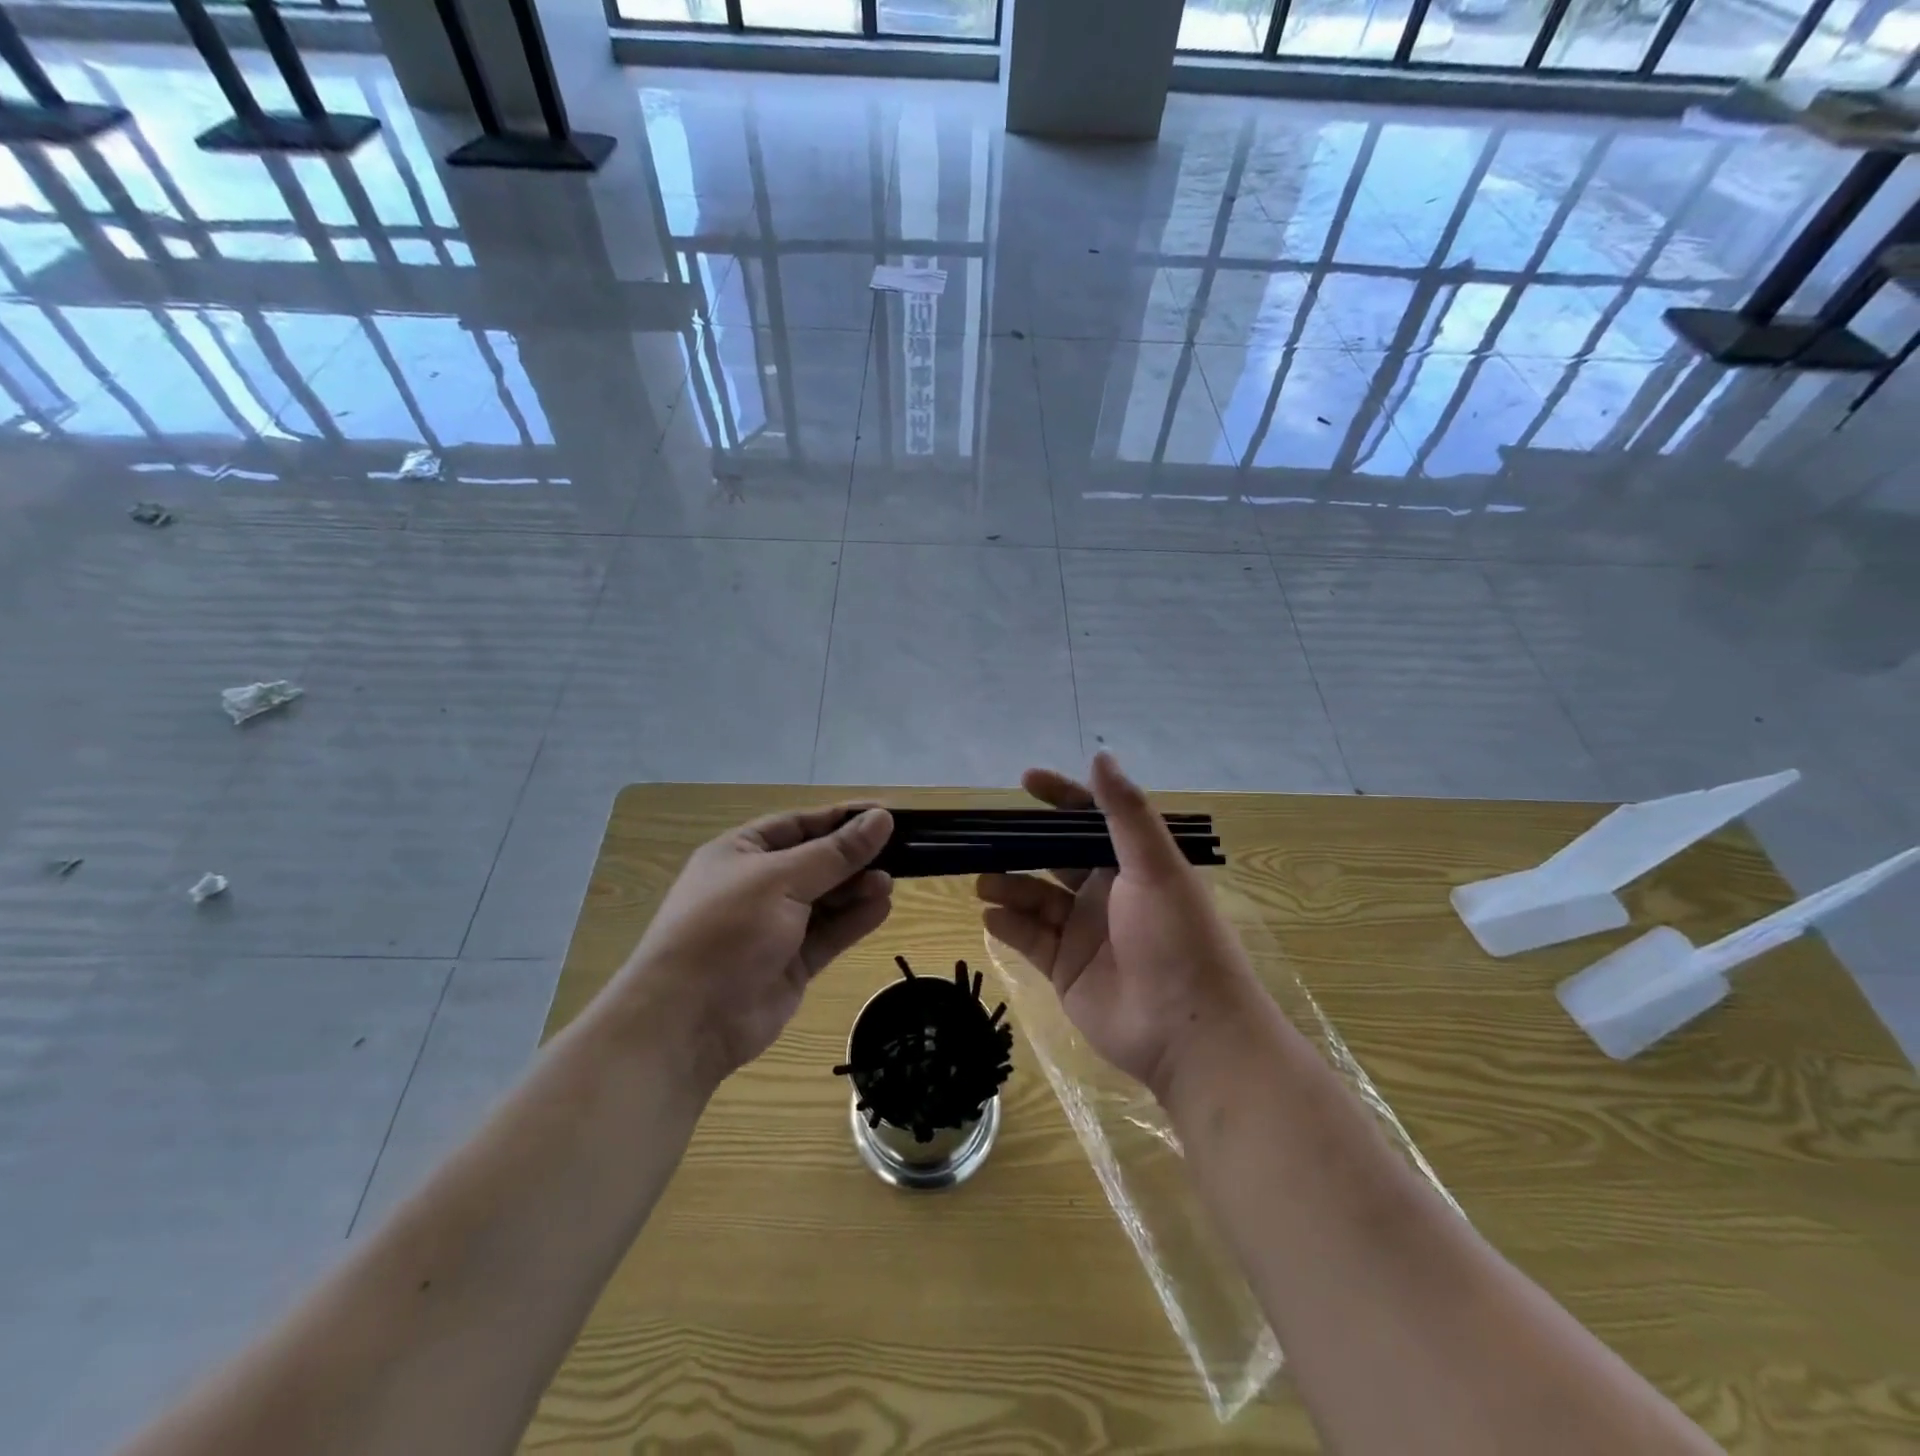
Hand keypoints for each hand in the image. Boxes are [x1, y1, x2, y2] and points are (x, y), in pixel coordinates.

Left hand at [613, 805, 894, 1085]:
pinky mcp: (791, 963)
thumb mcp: (781, 880)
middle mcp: (758, 885)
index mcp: (740, 853)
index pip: (798, 824)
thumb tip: (882, 819)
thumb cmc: (727, 930)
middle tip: (898, 851)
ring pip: (826, 899)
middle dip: (853, 856)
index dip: (841, 818)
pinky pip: (829, 934)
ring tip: (889, 882)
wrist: (687, 1021)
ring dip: (857, 888)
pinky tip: (882, 907)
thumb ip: (835, 853)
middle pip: (816, 861)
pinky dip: (854, 921)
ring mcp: (774, 926)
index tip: (885, 814)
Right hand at [976, 753, 1260, 1096]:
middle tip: (986, 838)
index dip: (1060, 797)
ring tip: (983, 882)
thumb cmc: (1177, 938)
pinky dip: (1008, 925)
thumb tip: (1100, 755)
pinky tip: (990, 917)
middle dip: (1022, 846)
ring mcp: (1084, 932)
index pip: (1089, 820)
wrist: (1189, 1032)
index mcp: (1131, 865)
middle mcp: (1105, 893)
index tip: (1025, 781)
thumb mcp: (1156, 867)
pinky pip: (1030, 939)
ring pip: (1036, 898)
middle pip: (1054, 858)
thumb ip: (1125, 813)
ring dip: (1008, 886)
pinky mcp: (1066, 970)